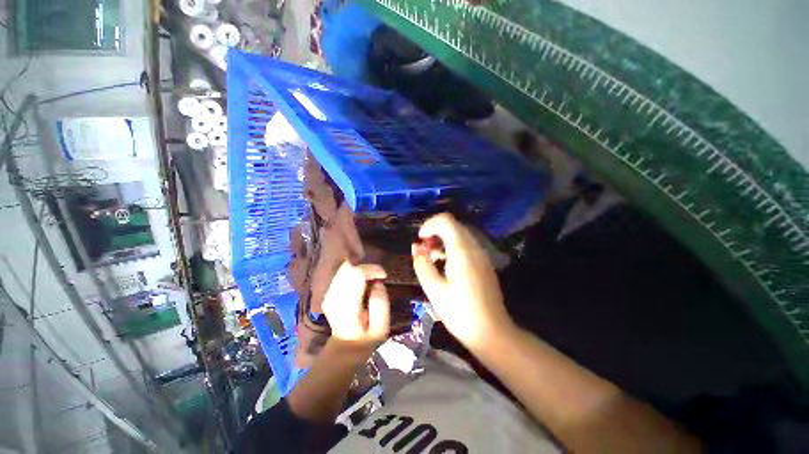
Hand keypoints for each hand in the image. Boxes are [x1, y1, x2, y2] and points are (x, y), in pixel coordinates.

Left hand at [322, 262, 390, 357]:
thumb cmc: (366, 338)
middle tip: (377, 276)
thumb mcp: (381, 327)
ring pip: (344, 268)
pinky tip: (361, 283)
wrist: (345, 347)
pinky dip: (353, 273)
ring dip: (360, 270)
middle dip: (366, 267)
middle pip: (349, 267)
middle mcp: (334, 296)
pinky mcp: (328, 292)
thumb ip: (381, 303)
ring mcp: (328, 293)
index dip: (372, 269)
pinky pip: (341, 273)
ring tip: (370, 280)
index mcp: (348, 305)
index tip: (383, 275)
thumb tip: (378, 284)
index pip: (357, 274)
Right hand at [412, 213, 513, 351]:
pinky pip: (466, 245)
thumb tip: (416, 247)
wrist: (492, 332)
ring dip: (442, 240)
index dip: (429, 225)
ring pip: (459, 234)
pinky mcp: (484, 263)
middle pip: (453, 225)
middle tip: (423, 251)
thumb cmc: (460, 313)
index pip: (446, 220)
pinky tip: (445, 265)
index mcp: (462, 251)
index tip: (419, 240)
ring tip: (432, 259)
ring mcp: (482, 254)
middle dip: (434, 232)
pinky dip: (452, 247)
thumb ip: (422, 265)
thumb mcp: (434, 290)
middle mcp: (474, 247)